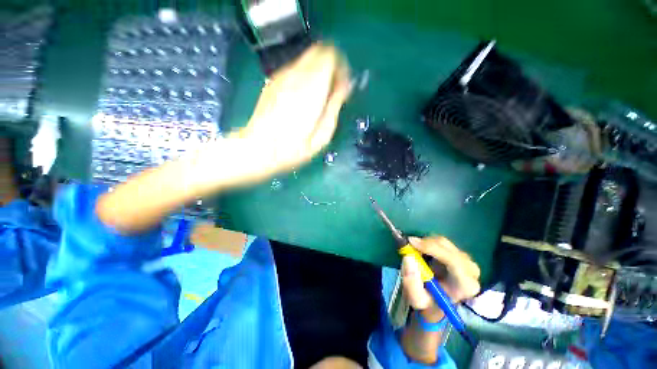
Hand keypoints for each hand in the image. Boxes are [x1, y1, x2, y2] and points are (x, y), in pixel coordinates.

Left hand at [232, 43, 350, 177]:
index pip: (331, 56)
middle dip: (331, 67)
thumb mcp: (323, 136)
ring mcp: (282, 77)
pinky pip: (295, 68)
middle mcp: (296, 75)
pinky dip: (305, 76)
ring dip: (318, 72)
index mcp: (312, 89)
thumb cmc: (294, 148)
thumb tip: (344, 87)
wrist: (259, 149)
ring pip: (307, 58)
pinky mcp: (273, 82)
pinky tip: (303, 98)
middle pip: (319, 51)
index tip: (342, 87)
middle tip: (332, 90)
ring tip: (318, 97)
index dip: (341, 68)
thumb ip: (335, 107)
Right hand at [401, 236, 480, 321]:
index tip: (412, 243)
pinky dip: (428, 243)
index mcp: (465, 286)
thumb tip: (408, 257)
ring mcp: (466, 260)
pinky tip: (422, 252)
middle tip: (409, 246)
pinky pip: (441, 242)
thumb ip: (411, 282)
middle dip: (425, 244)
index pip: (453, 260)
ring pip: (443, 242)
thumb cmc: (429, 303)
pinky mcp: (459, 254)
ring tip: (415, 252)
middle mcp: (471, 271)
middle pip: (447, 247)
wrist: (438, 304)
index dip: (432, 248)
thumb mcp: (416, 299)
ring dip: (425, 243)